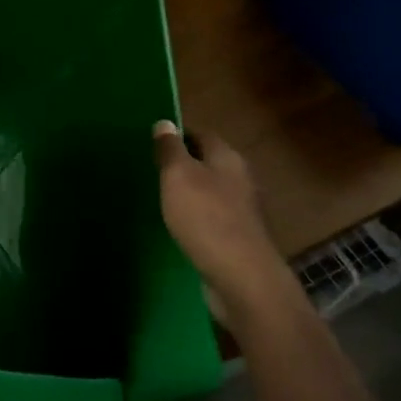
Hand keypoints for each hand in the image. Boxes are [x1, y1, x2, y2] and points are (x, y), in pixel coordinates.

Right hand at [154, 123, 296, 321]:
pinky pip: (215, 219)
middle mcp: (241, 179)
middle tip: (156, 172)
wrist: (241, 277)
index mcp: (228, 158)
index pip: (203, 135)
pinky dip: (199, 218)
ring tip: (165, 200)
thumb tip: (165, 123)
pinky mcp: (240, 238)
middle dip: (186, 165)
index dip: (180, 136)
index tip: (156, 144)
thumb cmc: (206, 218)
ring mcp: (244, 211)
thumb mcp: (178, 176)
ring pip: (214, 192)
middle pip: (211, 163)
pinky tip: (183, 228)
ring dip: (193, 193)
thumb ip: (170, 150)